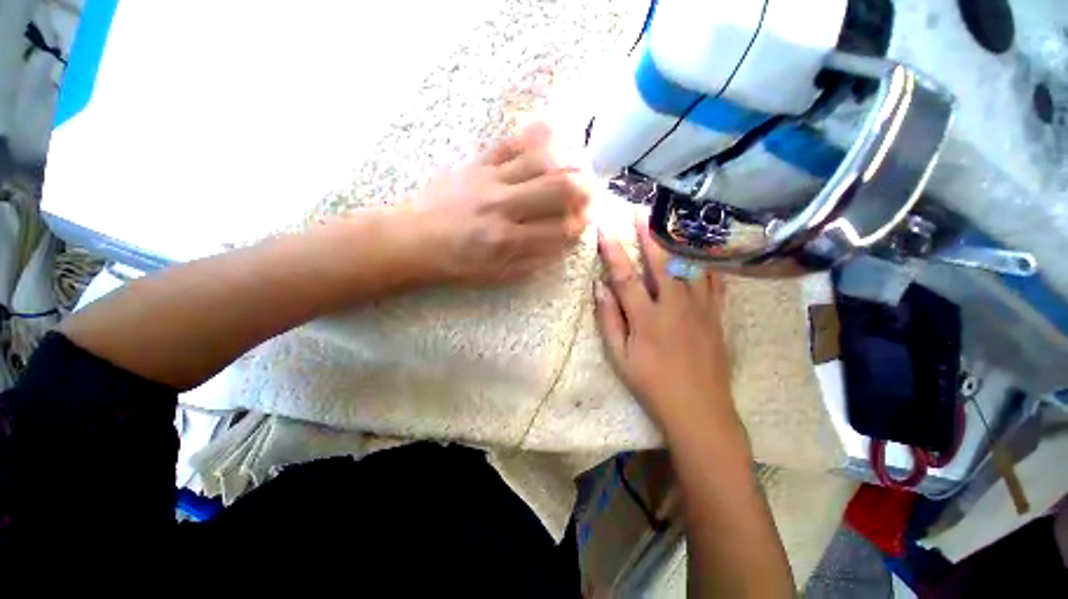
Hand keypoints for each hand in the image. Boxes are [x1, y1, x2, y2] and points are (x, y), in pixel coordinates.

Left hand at [410, 122, 590, 284]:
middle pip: (558, 187)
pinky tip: (555, 137)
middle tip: (590, 192)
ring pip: (541, 159)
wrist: (413, 240)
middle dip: (584, 189)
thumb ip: (533, 261)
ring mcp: (489, 179)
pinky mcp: (477, 162)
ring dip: (569, 159)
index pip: (559, 228)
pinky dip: (539, 136)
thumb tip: (562, 243)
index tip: (585, 222)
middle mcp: (502, 206)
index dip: (579, 224)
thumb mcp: (497, 275)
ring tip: (580, 164)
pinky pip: (512, 141)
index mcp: (507, 241)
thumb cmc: (457, 263)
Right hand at [593, 216, 735, 429]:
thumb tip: (599, 288)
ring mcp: (701, 308)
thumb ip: (608, 320)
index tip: (604, 229)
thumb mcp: (620, 357)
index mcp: (647, 318)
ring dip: (677, 241)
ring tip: (670, 221)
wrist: (699, 409)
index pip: (625, 276)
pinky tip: (702, 249)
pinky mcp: (717, 315)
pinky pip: (714, 281)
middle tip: (640, 210)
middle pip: (661, 262)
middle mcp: (675, 306)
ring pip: (691, 266)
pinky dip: (707, 262)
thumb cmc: (652, 384)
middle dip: (648, 234)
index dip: (613, 250)